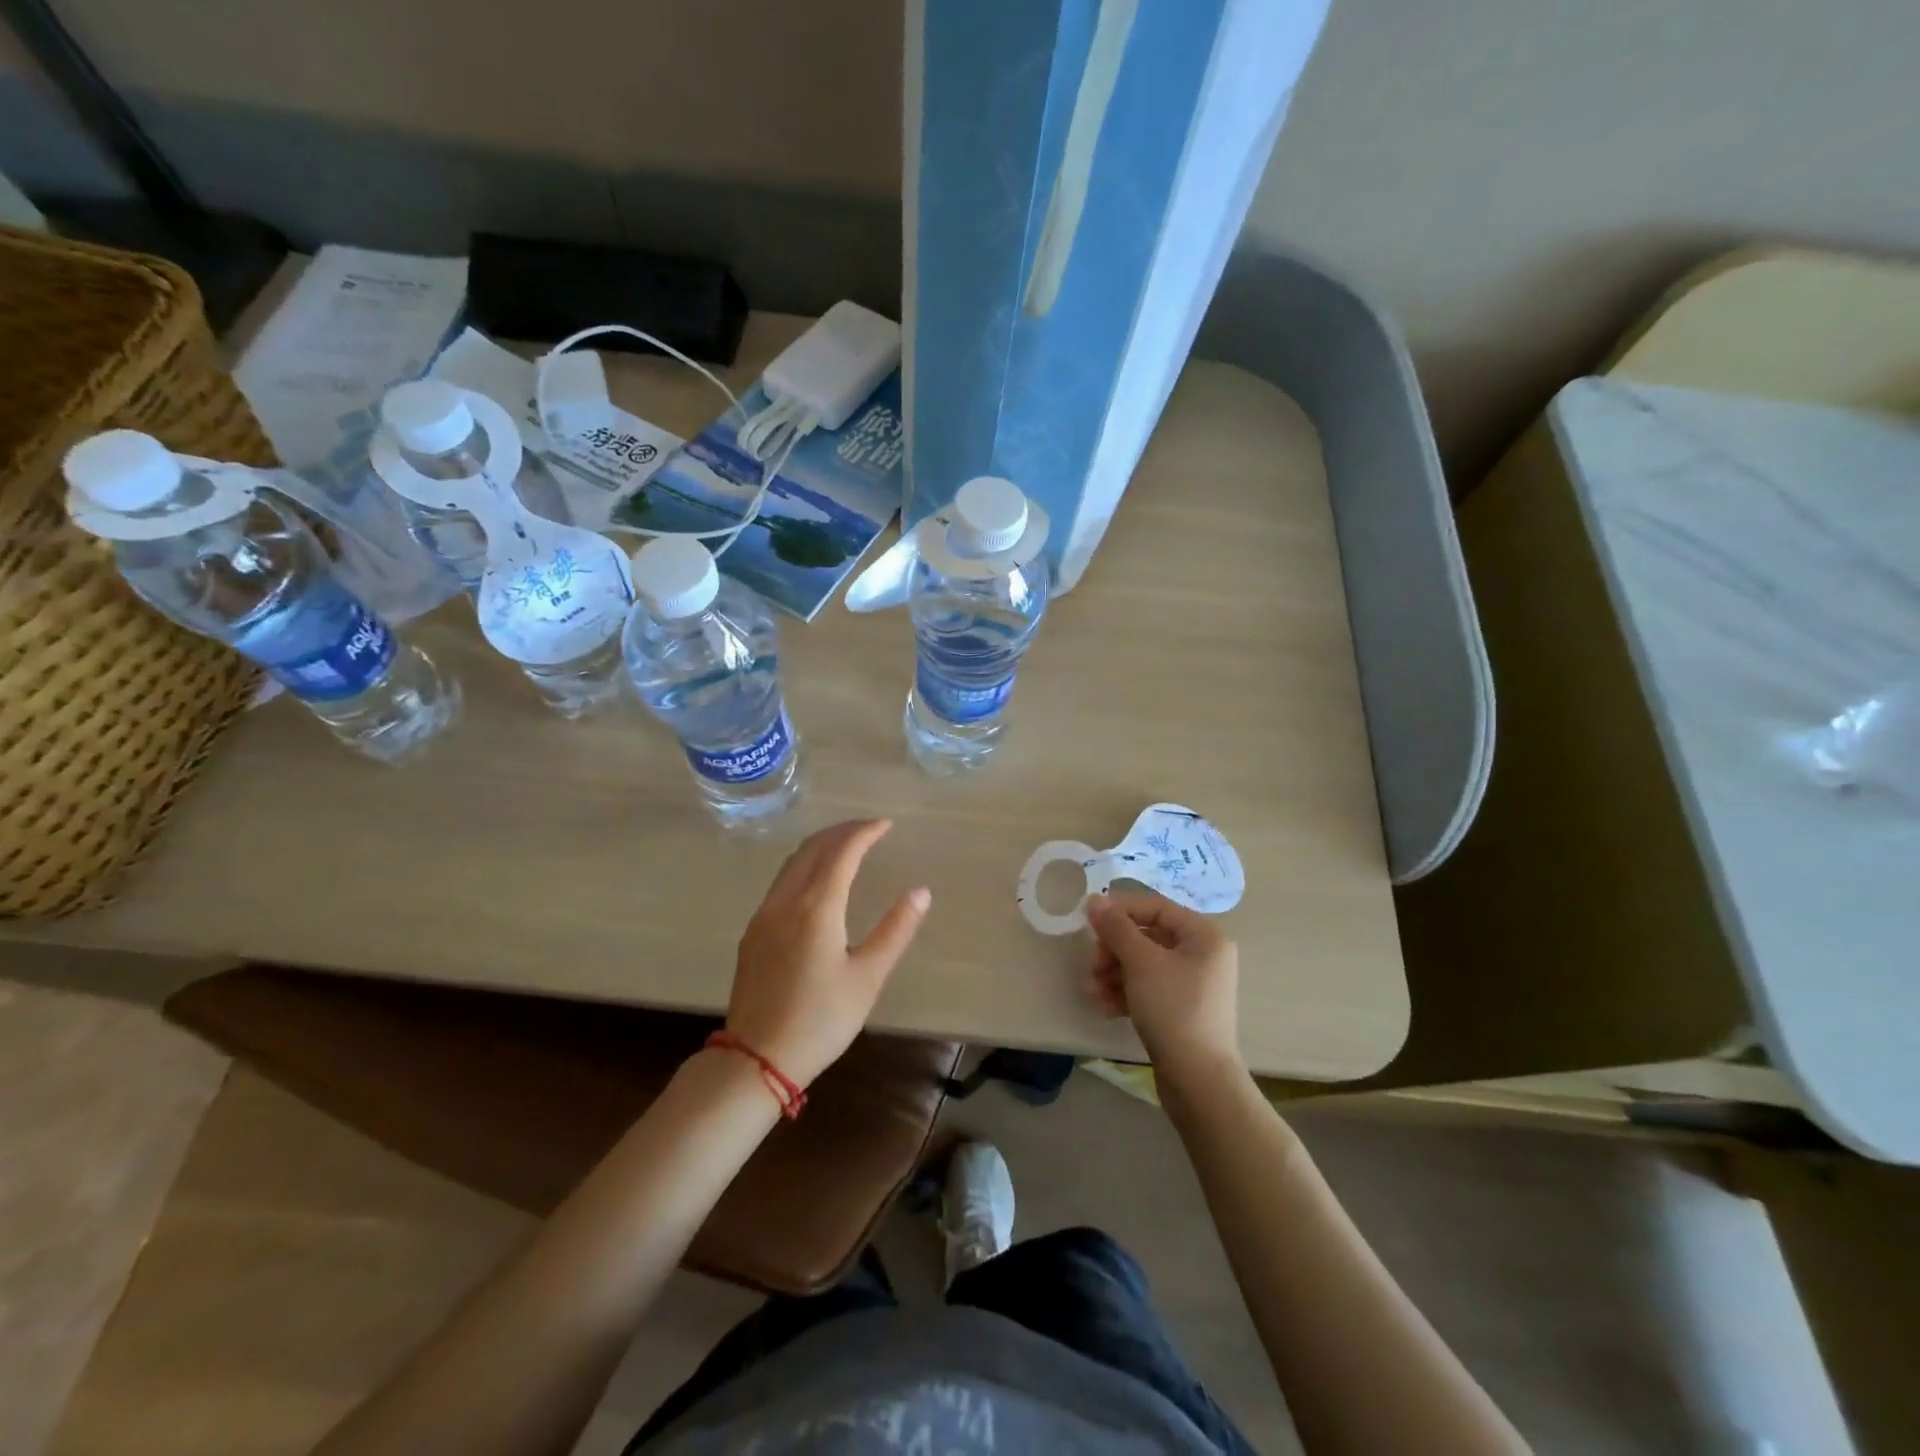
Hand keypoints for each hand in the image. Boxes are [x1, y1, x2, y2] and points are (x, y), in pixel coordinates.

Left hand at [725, 819, 930, 1088]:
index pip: (842, 851)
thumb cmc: (821, 1020)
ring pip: (793, 862)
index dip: (865, 832)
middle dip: (842, 831)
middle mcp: (785, 901)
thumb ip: (895, 930)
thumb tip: (921, 892)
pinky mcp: (753, 932)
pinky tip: (817, 881)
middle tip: (870, 829)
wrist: (756, 1059)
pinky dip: (805, 866)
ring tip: (848, 846)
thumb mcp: (868, 977)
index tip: (886, 825)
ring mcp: (764, 915)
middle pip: (813, 848)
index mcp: (816, 908)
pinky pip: (781, 882)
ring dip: (821, 846)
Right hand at [1084, 893, 1241, 1081]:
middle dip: (1113, 949)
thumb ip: (1116, 928)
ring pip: (1143, 964)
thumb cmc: (1173, 1009)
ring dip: (1113, 973)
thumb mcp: (1141, 963)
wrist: (1198, 1080)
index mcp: (1204, 936)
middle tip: (1092, 964)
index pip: (1155, 908)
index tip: (1088, 919)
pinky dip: (1124, 992)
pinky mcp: (1180, 1009)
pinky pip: (1147, 988)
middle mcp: (1202, 955)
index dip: (1120, 910)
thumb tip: (1094, 900)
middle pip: (1147, 937)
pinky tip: (1104, 1006)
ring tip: (1091, 991)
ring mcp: (1192, 984)